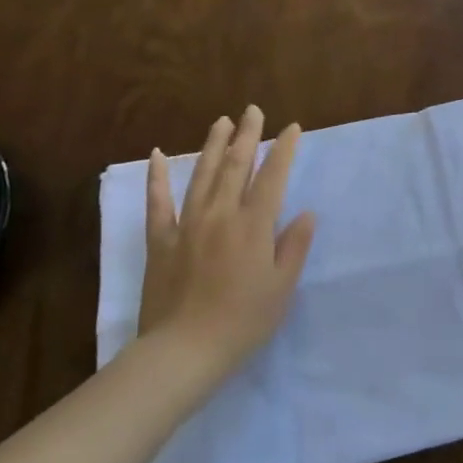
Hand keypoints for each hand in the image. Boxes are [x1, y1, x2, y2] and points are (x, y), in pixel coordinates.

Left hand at [140, 107, 316, 376]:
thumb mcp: (281, 287)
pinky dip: (156, 177)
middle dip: (247, 135)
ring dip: (213, 145)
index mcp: (253, 225)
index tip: (291, 128)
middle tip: (254, 110)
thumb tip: (307, 213)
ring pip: (201, 175)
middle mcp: (221, 215)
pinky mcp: (161, 241)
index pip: (272, 177)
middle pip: (235, 166)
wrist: (183, 352)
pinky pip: (158, 203)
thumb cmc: (243, 322)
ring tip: (222, 121)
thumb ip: (294, 246)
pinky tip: (155, 155)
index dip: (283, 150)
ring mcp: (187, 225)